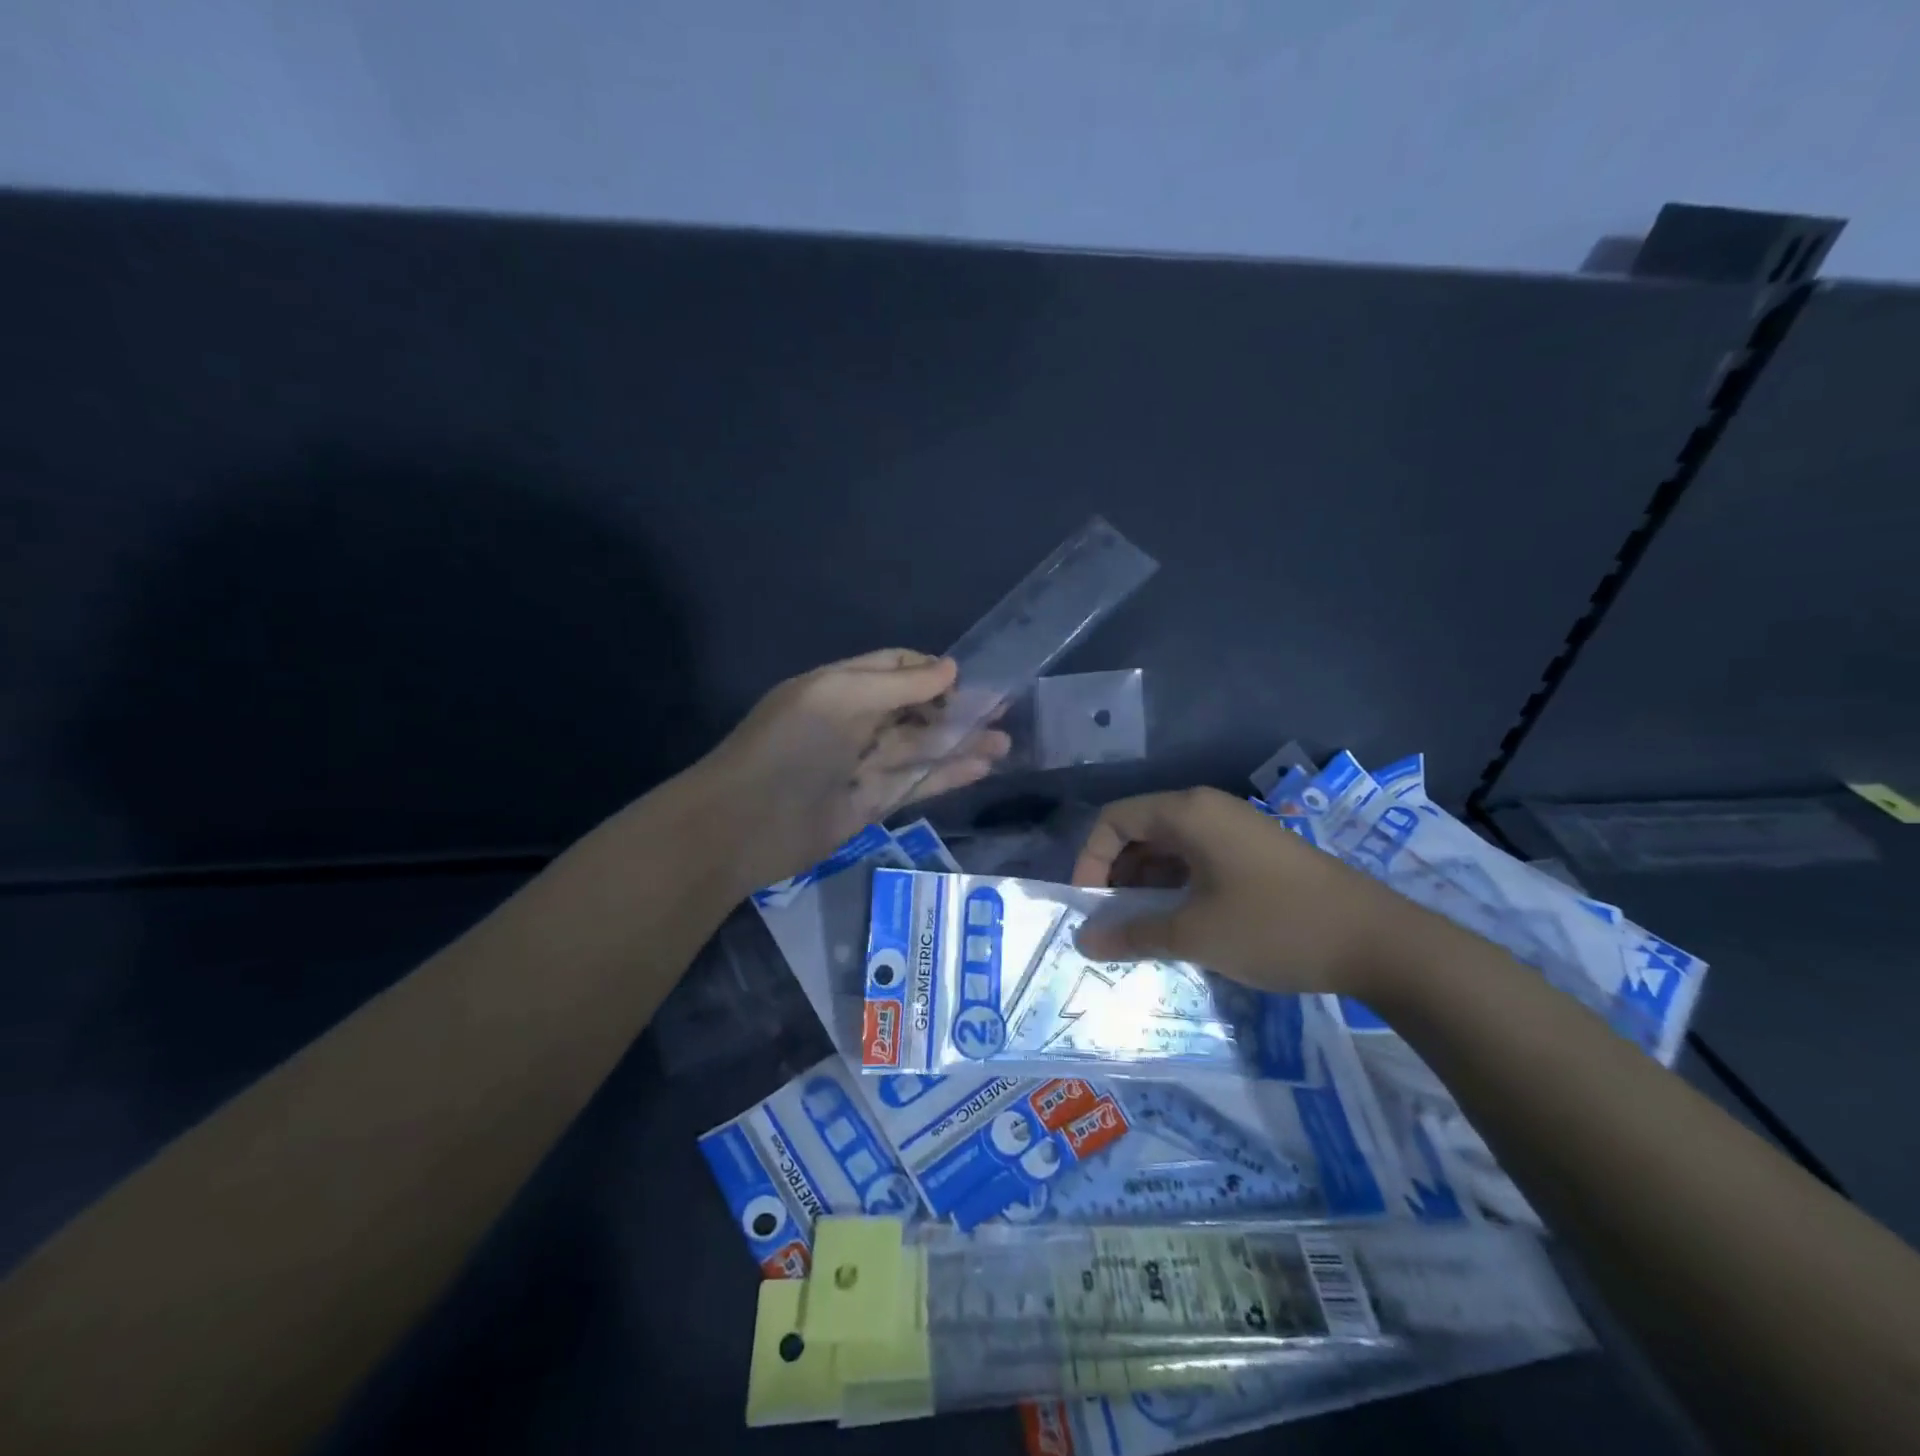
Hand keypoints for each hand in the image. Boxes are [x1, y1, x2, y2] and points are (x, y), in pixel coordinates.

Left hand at [695, 649, 1010, 892]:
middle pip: (914, 709)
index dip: (931, 671)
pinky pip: (917, 784)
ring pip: (921, 748)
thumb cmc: (788, 748)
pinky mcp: (873, 804)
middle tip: (1002, 709)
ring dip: (961, 743)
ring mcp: (864, 765)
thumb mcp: (838, 699)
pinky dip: (948, 775)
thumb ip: (897, 685)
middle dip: (955, 708)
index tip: (969, 679)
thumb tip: (950, 668)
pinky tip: (982, 768)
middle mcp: (855, 722)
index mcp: (840, 687)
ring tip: (1004, 741)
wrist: (743, 826)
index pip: (894, 668)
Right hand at [1069, 787, 1418, 995]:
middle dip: (1117, 877)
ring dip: (1147, 886)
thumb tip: (1083, 940)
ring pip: (1169, 849)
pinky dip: (1178, 888)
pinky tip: (1181, 925)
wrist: (1379, 942)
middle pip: (1140, 831)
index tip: (1089, 907)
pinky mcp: (1255, 854)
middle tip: (1112, 925)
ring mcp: (1235, 830)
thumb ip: (1132, 934)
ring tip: (1143, 931)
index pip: (1114, 820)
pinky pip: (1198, 861)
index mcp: (1188, 813)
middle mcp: (1208, 810)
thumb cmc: (1275, 927)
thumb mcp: (1195, 934)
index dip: (1090, 860)